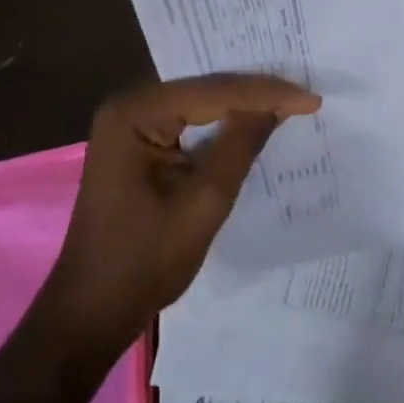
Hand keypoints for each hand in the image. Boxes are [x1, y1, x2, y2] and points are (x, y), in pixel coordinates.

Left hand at [44, 74, 321, 342]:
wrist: (91, 314)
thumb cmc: (144, 262)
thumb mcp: (204, 203)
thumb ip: (241, 145)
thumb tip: (278, 105)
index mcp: (135, 113)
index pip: (213, 91)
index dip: (266, 93)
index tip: (312, 100)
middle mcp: (129, 105)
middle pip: (206, 88)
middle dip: (255, 92)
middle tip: (305, 92)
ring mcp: (130, 122)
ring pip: (200, 101)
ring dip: (242, 105)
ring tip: (290, 99)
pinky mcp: (137, 141)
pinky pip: (189, 120)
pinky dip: (222, 123)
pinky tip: (254, 121)